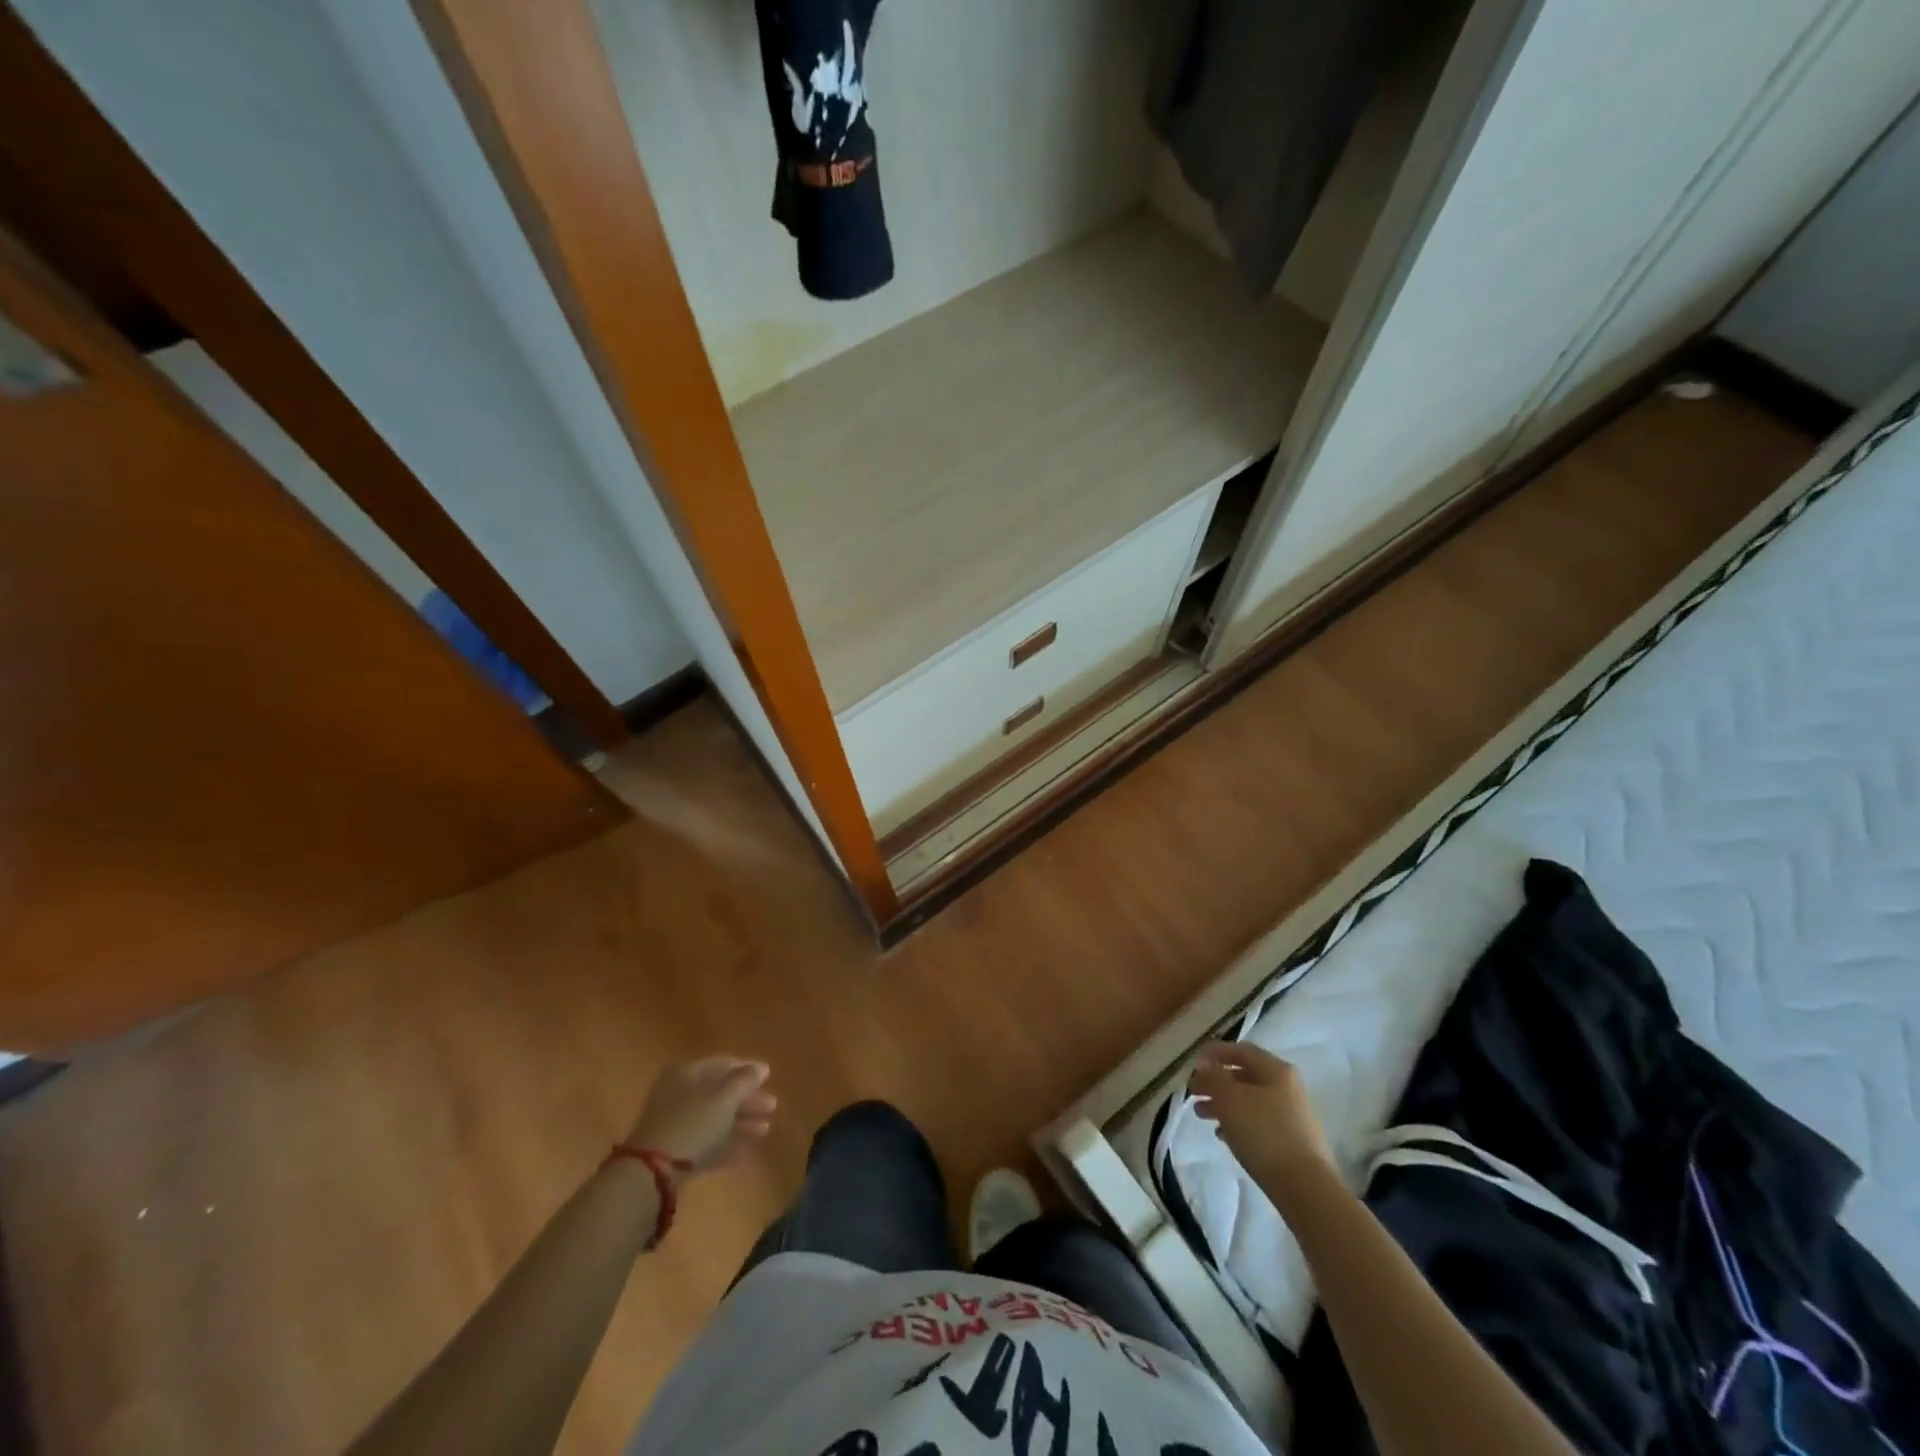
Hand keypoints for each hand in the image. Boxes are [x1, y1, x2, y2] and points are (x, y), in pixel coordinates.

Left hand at [626, 1057, 777, 1174]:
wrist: (652, 1173)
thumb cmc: (692, 1122)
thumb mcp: (724, 1096)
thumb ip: (745, 1079)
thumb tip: (762, 1067)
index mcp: (687, 1073)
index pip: (722, 1064)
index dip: (747, 1069)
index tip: (769, 1078)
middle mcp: (679, 1094)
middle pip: (720, 1093)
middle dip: (748, 1100)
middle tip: (772, 1107)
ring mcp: (676, 1125)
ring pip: (715, 1119)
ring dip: (741, 1123)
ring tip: (766, 1129)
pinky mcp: (676, 1154)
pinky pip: (707, 1143)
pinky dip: (727, 1145)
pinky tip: (748, 1152)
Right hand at [1190, 1042, 1334, 1187]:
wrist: (1305, 1187)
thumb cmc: (1264, 1133)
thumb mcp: (1230, 1099)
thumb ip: (1213, 1077)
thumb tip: (1206, 1066)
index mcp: (1276, 1070)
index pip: (1241, 1050)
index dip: (1215, 1052)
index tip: (1193, 1064)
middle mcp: (1287, 1087)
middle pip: (1245, 1076)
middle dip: (1216, 1082)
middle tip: (1194, 1093)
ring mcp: (1292, 1115)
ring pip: (1250, 1100)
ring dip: (1223, 1103)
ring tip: (1201, 1115)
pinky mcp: (1292, 1141)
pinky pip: (1259, 1122)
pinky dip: (1238, 1123)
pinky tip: (1223, 1135)